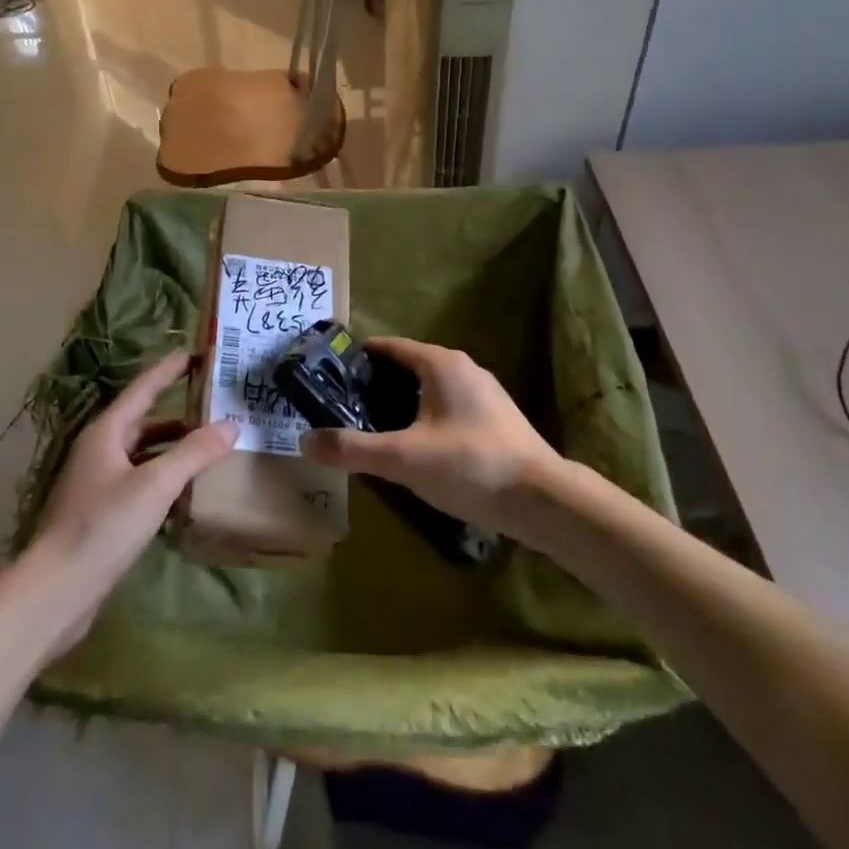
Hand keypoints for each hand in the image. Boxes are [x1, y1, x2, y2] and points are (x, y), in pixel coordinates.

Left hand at [26, 351, 237, 654]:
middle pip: (144, 419)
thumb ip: (194, 453)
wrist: (56, 592)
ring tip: (210, 443)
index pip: (144, 388)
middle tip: (214, 400)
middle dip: (179, 409)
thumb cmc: (103, 526)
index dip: (169, 369)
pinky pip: (141, 479)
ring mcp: (99, 481)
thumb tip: (231, 424)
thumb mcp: (155, 485)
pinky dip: (165, 475)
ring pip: (143, 451)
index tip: (196, 352)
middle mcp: (100, 449)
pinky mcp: (102, 511)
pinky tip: (188, 487)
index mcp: (106, 431)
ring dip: (174, 445)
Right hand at [300, 338, 563, 542]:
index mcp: (440, 363)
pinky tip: (414, 449)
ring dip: (399, 404)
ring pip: (428, 389)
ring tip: (371, 430)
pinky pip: (447, 408)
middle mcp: (462, 368)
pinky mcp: (495, 419)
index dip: (357, 359)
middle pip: (407, 367)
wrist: (543, 500)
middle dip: (375, 385)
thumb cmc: (470, 465)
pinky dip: (423, 418)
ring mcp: (483, 393)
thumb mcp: (403, 458)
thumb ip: (353, 449)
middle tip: (342, 408)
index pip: (388, 347)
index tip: (328, 376)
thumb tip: (305, 440)